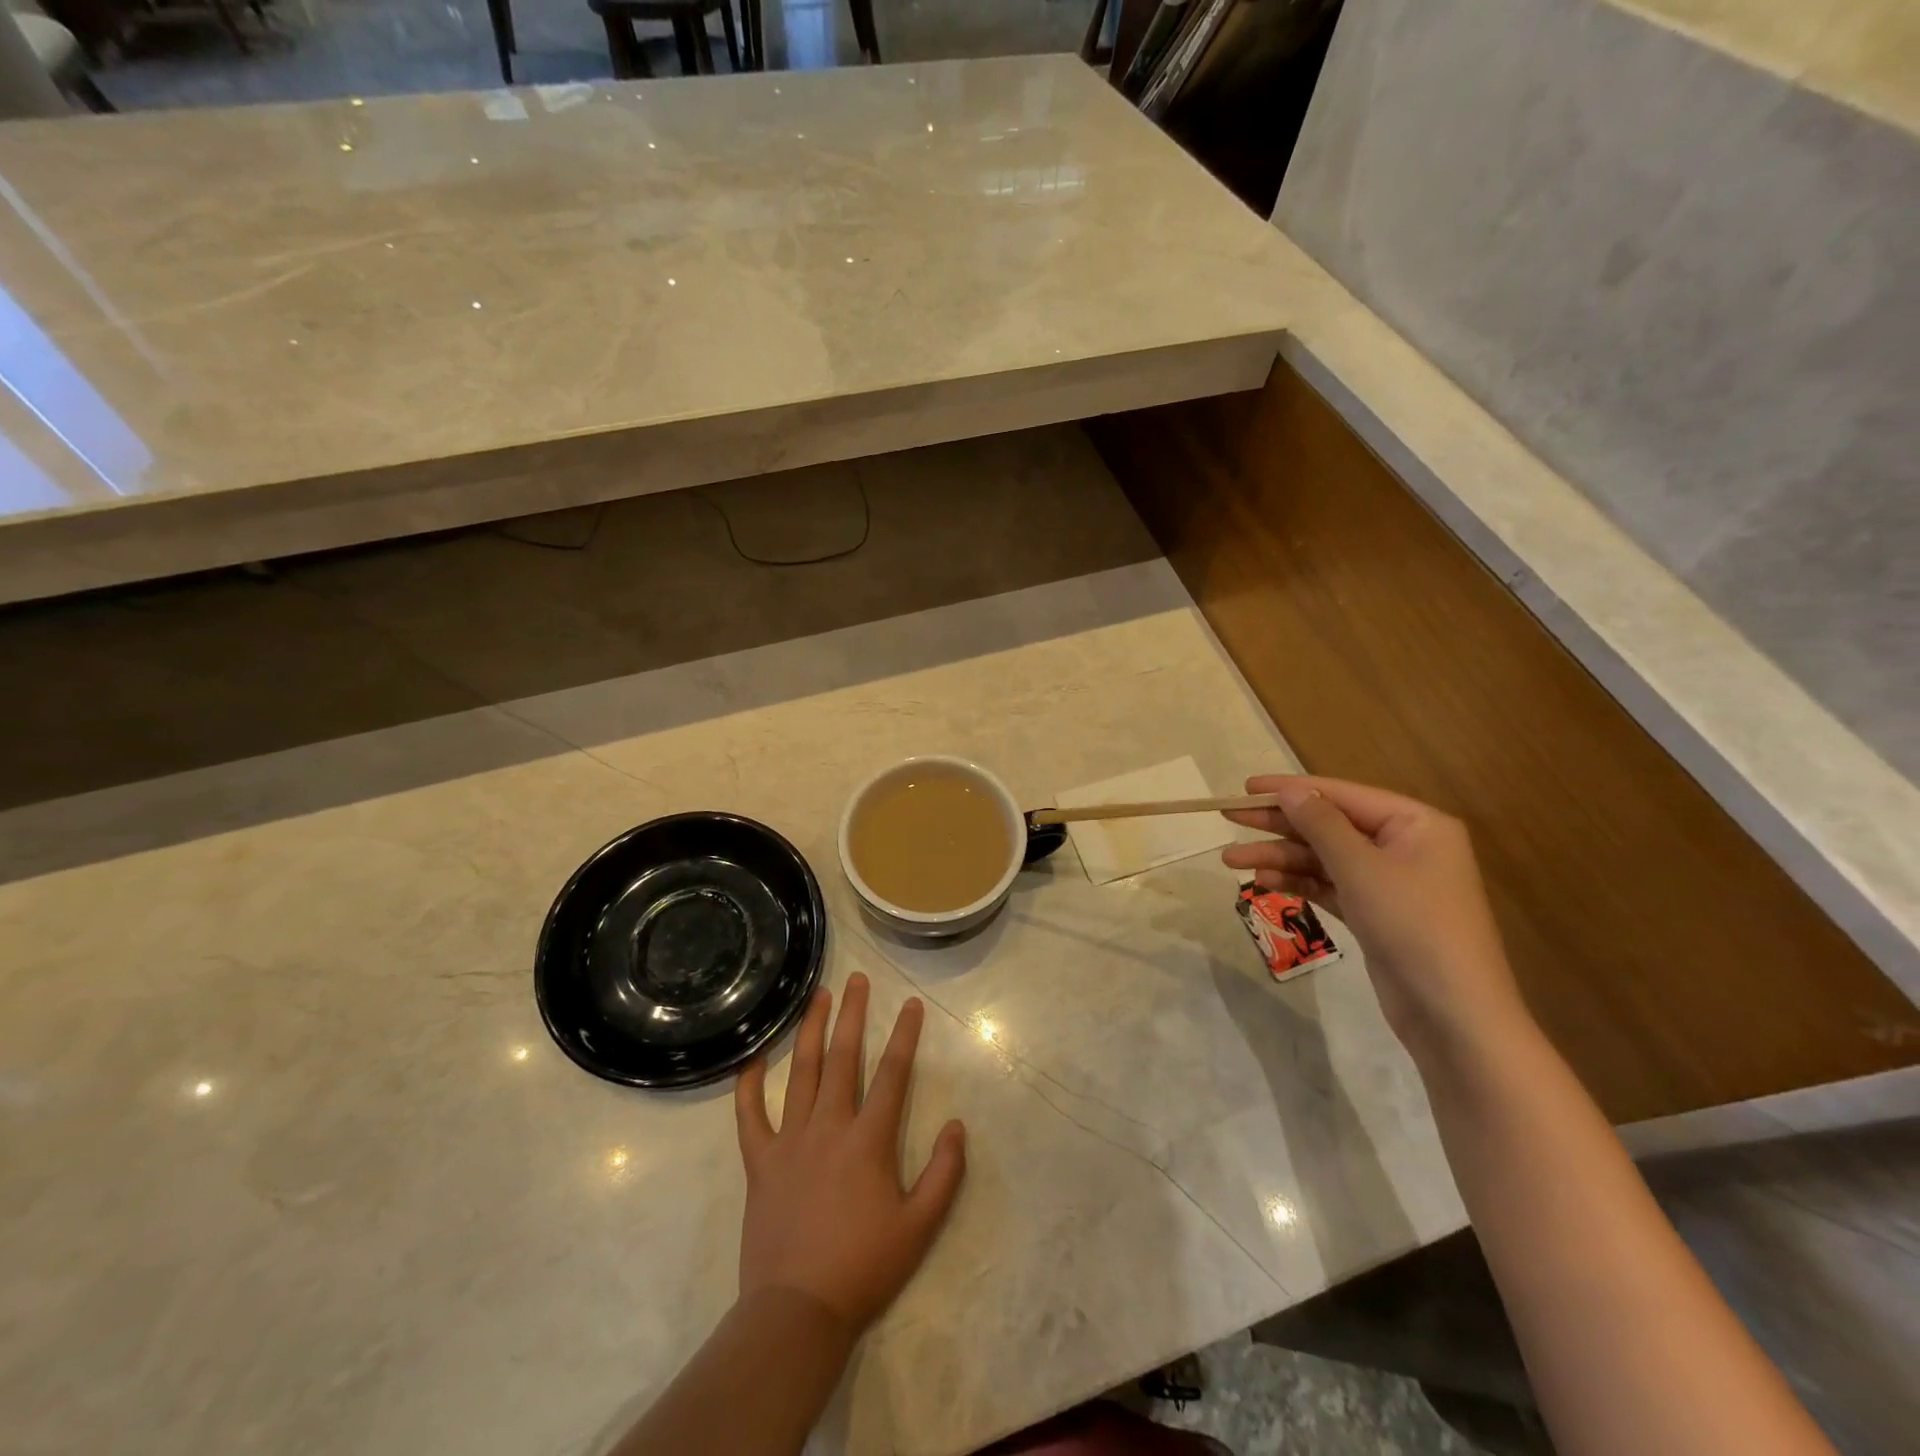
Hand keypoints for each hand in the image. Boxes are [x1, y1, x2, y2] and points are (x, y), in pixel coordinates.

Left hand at [733, 973, 966, 1337]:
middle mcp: (829, 1127)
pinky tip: (752, 1058)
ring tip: (817, 997)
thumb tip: (956, 1125)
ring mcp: (790, 1141)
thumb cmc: (864, 1268)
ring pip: (800, 1072)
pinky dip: (749, 1085)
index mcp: (869, 1140)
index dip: (904, 1035)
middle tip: (857, 979)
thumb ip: (945, 1173)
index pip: (893, 1073)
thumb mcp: (920, 1226)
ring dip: (810, 1030)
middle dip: (852, 1014)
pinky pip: (750, 1116)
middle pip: (843, 1057)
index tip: (911, 1004)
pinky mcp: (760, 1161)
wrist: (797, 1312)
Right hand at [1222, 775, 1529, 1060]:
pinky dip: (1297, 882)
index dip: (1291, 790)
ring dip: (1279, 858)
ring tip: (1231, 862)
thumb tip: (1289, 790)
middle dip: (1278, 826)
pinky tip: (1262, 882)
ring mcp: (1388, 882)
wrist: (1453, 1015)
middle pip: (1329, 825)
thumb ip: (1321, 824)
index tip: (1245, 788)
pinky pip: (1328, 885)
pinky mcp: (1374, 913)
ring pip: (1323, 858)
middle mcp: (1403, 846)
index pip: (1342, 795)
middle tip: (1229, 820)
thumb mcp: (1361, 868)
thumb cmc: (1413, 925)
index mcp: (1415, 824)